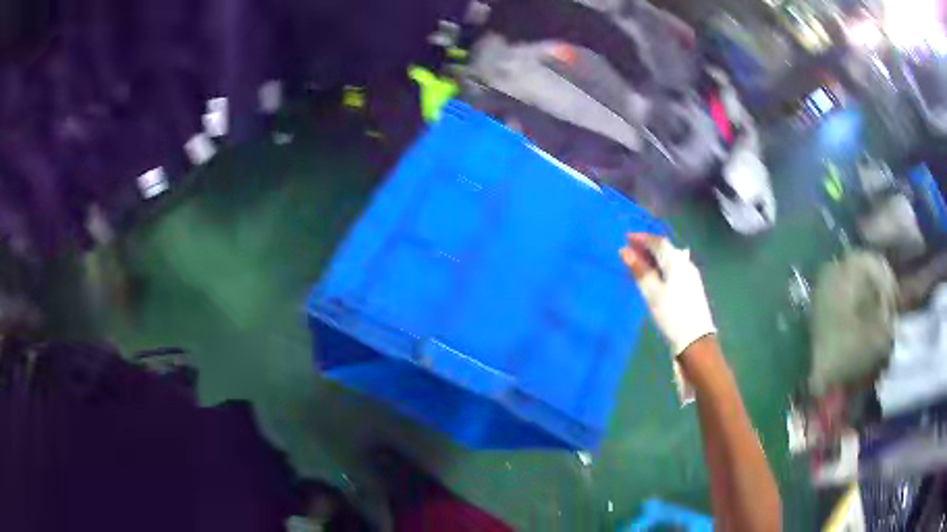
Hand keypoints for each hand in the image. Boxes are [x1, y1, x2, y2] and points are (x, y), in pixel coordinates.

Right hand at [620, 233, 715, 355]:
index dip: (641, 238)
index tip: (626, 238)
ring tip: (640, 262)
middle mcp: (685, 263)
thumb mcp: (651, 293)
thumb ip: (639, 270)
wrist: (695, 339)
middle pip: (665, 249)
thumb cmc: (671, 314)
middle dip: (647, 246)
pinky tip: (656, 275)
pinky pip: (674, 268)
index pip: (657, 242)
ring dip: (654, 257)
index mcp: (675, 261)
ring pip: (670, 259)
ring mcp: (690, 275)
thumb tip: (625, 251)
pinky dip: (661, 266)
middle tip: (631, 249)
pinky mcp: (692, 287)